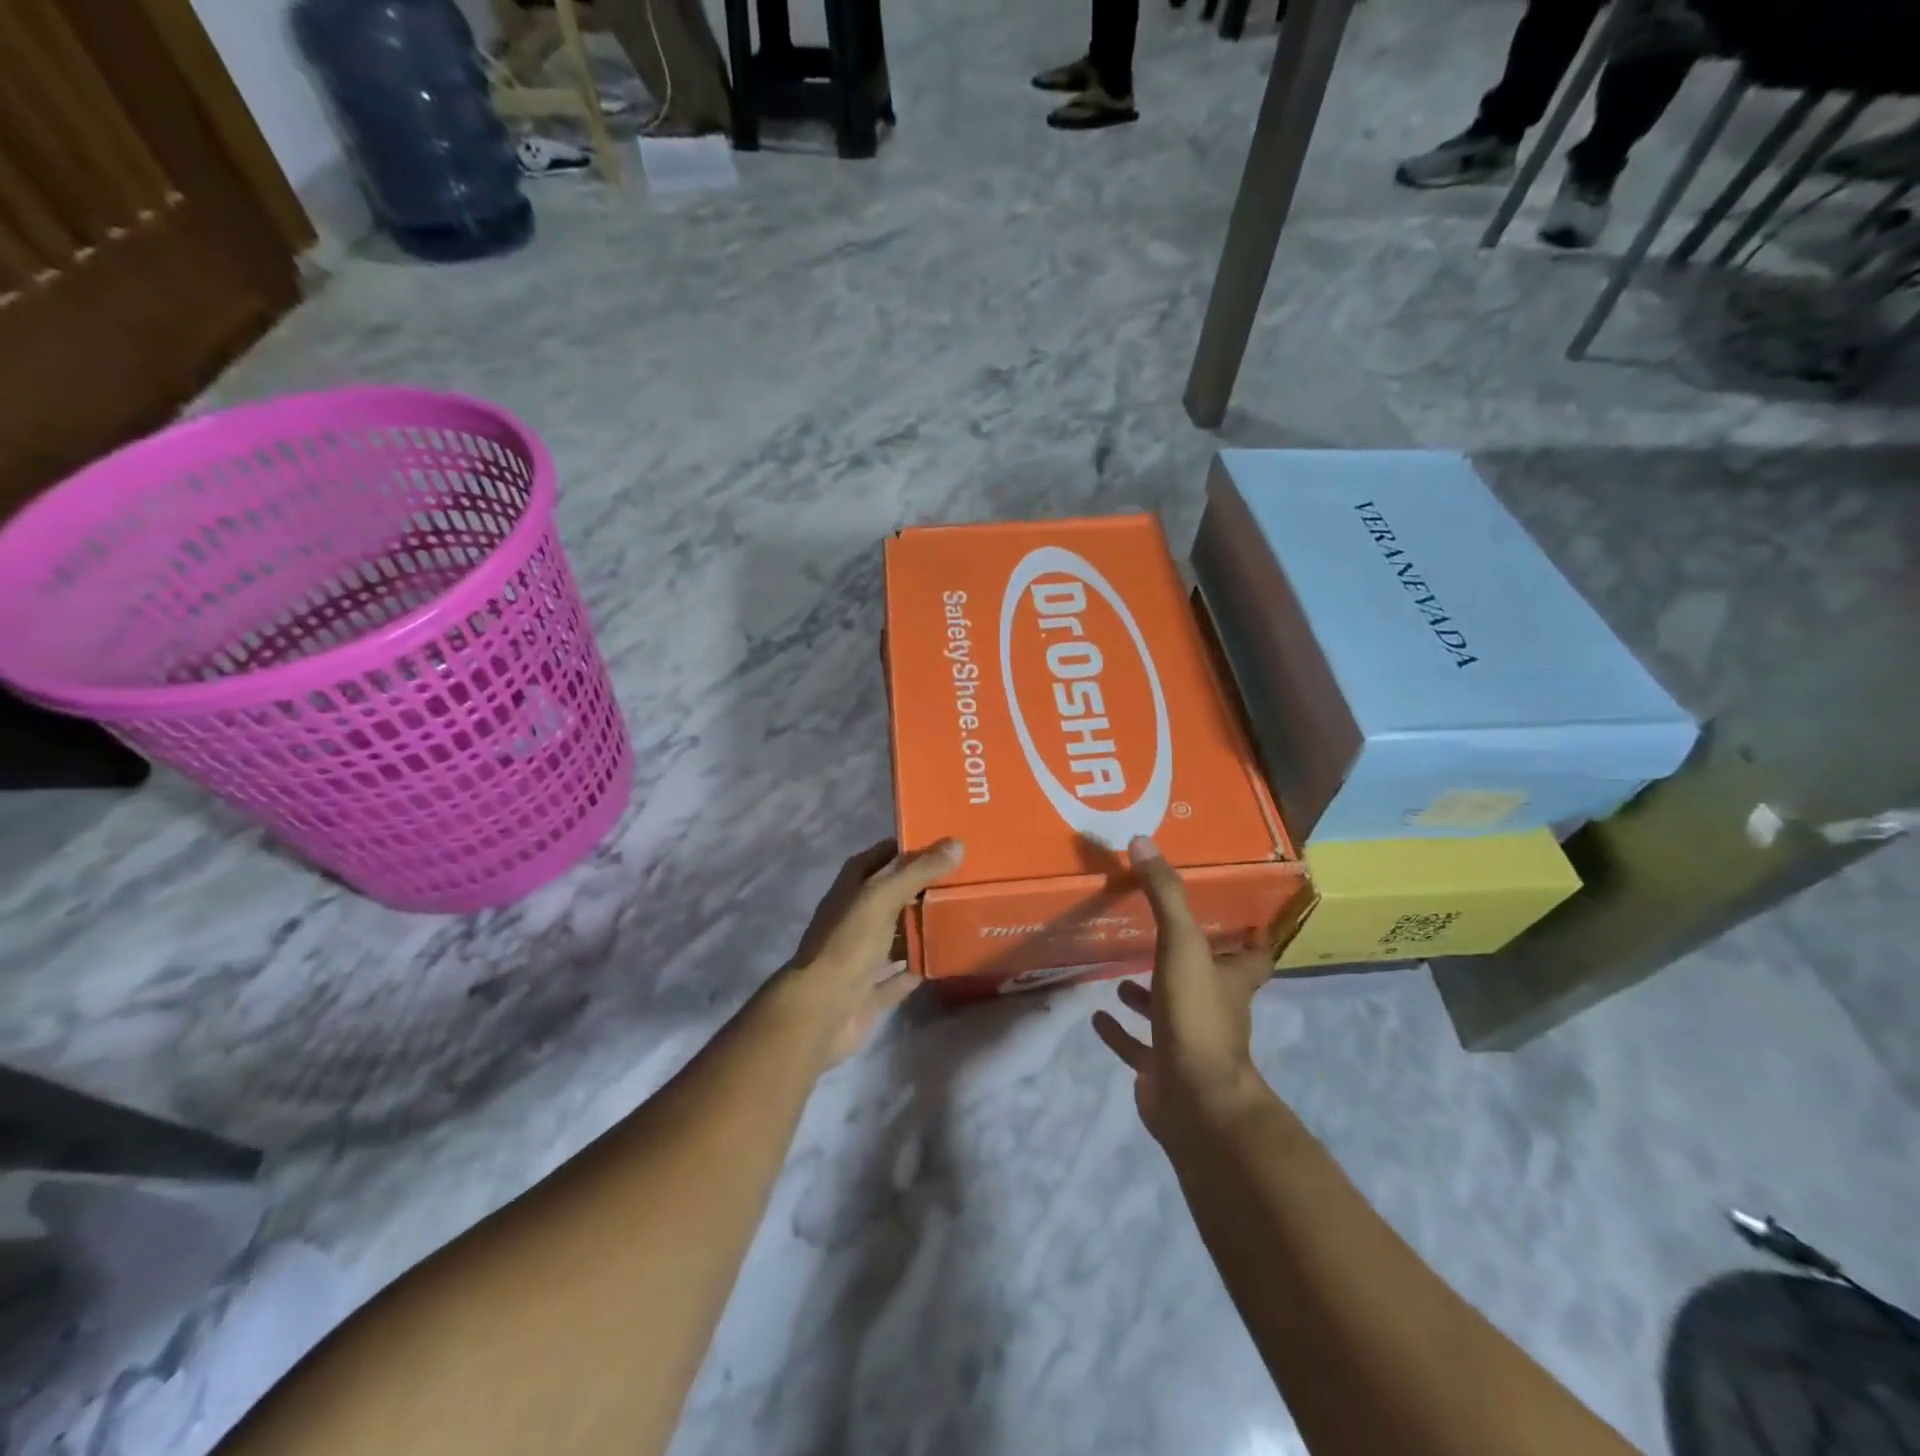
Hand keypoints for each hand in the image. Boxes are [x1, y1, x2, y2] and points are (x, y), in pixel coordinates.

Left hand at [782, 837, 963, 1066]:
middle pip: (895, 894)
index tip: (949, 844)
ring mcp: (862, 954)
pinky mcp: (871, 988)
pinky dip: (920, 966)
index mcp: (853, 887)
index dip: (912, 848)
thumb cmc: (848, 944)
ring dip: (925, 927)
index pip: (884, 855)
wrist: (820, 1011)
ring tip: (967, 915)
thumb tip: (956, 844)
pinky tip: (949, 958)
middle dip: (926, 888)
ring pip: (899, 934)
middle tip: (968, 880)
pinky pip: (902, 973)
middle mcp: (856, 915)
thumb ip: (917, 871)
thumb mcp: (882, 897)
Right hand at [1092, 836, 1272, 1141]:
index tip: (1240, 916)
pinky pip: (1137, 1046)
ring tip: (1118, 973)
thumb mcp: (1182, 945)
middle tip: (1156, 933)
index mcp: (1230, 980)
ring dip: (1147, 994)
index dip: (1251, 936)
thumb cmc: (1197, 1016)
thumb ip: (1165, 895)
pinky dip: (1119, 1032)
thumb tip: (1143, 842)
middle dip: (1185, 959)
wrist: (1195, 1100)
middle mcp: (1215, 1009)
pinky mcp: (1161, 1069)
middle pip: (1207, 980)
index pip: (1253, 954)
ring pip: (1168, 1012)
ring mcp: (1187, 1042)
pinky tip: (1097, 1016)